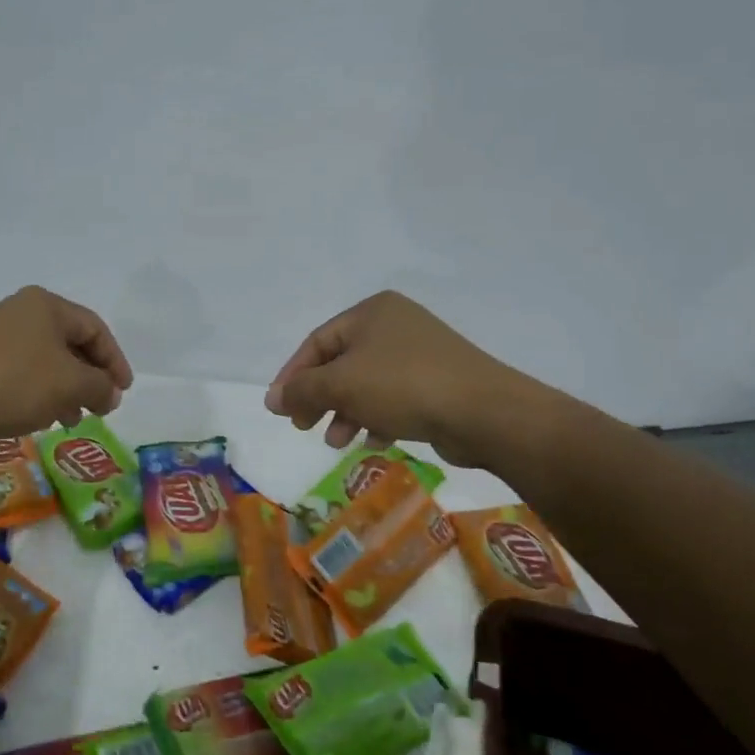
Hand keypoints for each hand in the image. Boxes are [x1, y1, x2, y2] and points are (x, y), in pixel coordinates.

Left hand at [0, 287, 133, 455]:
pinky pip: (20, 372)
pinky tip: (42, 417)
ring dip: (66, 388)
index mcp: (45, 304)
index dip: (115, 360)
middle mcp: (18, 311)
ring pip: (44, 360)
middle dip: (89, 376)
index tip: (123, 391)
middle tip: (102, 406)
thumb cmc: (16, 384)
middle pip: (69, 342)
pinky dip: (39, 392)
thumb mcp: (72, 385)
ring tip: (74, 418)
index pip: (94, 328)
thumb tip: (110, 393)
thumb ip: (101, 386)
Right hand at [266, 291, 543, 465]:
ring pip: (367, 384)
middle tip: (304, 427)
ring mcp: (419, 353)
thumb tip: (271, 399)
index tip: (280, 409)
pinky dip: (377, 418)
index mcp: (372, 312)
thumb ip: (301, 389)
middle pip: (341, 363)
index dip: (293, 376)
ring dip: (346, 413)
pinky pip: (394, 398)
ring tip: (337, 442)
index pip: (317, 341)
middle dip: (320, 398)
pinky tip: (373, 442)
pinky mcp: (437, 382)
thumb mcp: (342, 384)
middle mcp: (395, 325)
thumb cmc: (403, 385)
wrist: (482, 411)